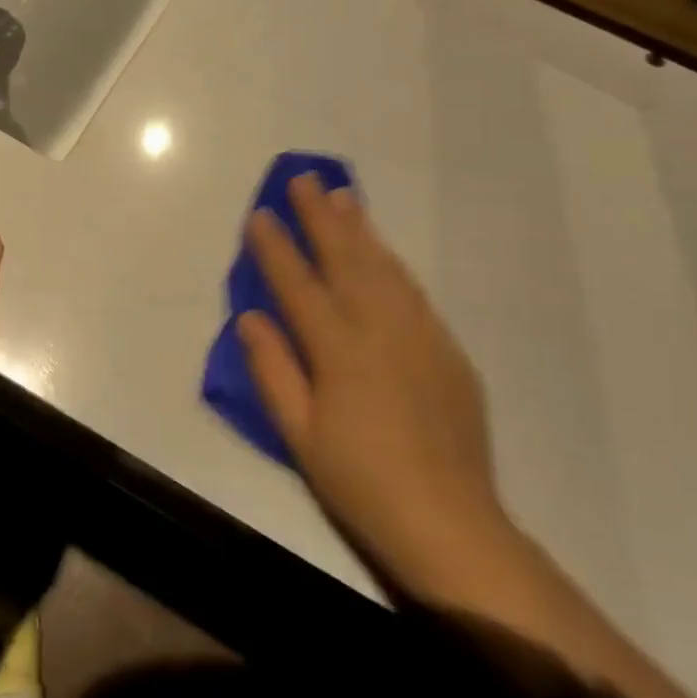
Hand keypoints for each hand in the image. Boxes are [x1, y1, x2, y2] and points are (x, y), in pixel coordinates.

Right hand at [239, 175, 514, 599]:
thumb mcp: (298, 434)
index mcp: (338, 350)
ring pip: (385, 267)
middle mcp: (380, 329)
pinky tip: (383, 252)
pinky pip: (413, 291)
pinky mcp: (447, 349)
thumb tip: (250, 316)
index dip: (275, 247)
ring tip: (344, 197)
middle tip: (304, 179)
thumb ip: (272, 370)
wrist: (447, 518)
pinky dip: (392, 263)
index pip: (298, 284)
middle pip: (347, 259)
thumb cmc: (358, 480)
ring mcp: (420, 335)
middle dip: (321, 216)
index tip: (259, 214)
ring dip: (361, 229)